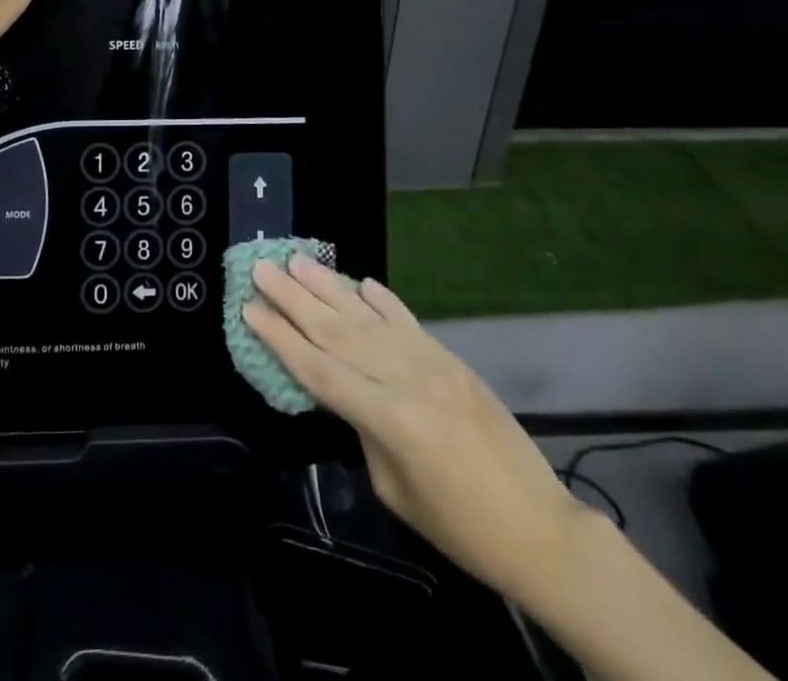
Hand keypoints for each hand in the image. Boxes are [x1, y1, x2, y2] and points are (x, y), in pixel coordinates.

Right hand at [246, 256, 585, 599]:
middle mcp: (404, 377)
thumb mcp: (393, 488)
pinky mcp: (449, 357)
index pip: (319, 369)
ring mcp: (430, 361)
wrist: (538, 526)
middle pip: (336, 331)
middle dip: (293, 299)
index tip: (249, 309)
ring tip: (297, 260)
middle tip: (262, 268)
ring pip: (366, 315)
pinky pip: (406, 319)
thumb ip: (363, 430)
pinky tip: (360, 281)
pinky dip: (381, 299)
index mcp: (387, 418)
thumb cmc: (458, 526)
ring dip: (328, 286)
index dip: (280, 338)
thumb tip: (343, 388)